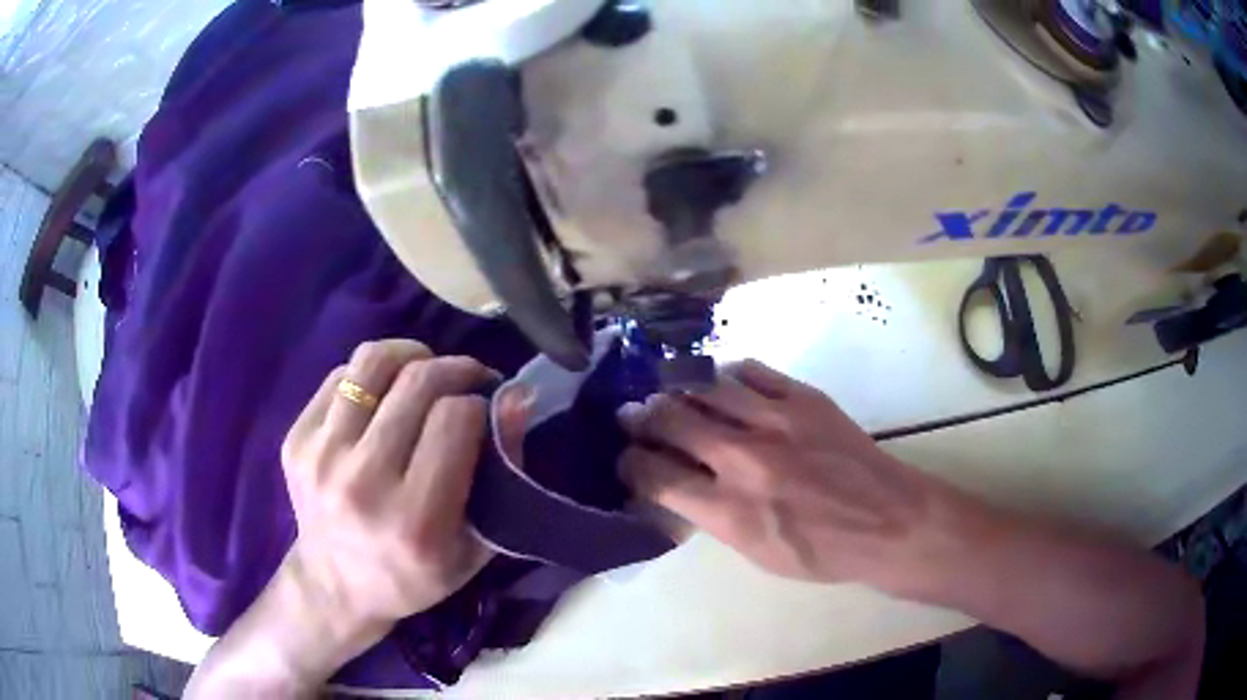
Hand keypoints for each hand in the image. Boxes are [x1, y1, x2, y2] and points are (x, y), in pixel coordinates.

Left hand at [280, 340, 511, 639]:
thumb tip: (516, 398)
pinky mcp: (296, 441)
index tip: (487, 409)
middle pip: (417, 381)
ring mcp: (321, 457)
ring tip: (425, 370)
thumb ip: (504, 473)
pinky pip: (340, 377)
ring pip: (372, 362)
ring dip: (411, 355)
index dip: (480, 402)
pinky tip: (384, 398)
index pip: (456, 418)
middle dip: (455, 369)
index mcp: (414, 519)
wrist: (335, 587)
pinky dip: (371, 376)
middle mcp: (361, 482)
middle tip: (468, 378)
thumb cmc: (415, 576)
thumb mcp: (476, 546)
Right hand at [618, 360, 973, 594]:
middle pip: (671, 420)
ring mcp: (776, 421)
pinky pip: (752, 371)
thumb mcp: (756, 554)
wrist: (888, 520)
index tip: (626, 458)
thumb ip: (712, 517)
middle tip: (633, 415)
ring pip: (706, 387)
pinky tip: (722, 383)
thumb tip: (678, 485)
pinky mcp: (804, 398)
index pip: (655, 475)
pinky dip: (727, 375)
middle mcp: (744, 460)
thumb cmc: (822, 552)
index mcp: (729, 511)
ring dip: (678, 388)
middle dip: (642, 417)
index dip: (630, 463)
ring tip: (669, 391)